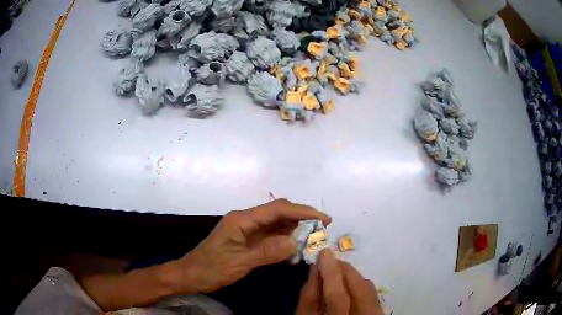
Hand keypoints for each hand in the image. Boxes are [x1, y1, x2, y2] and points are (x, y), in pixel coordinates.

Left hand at [170, 199, 330, 293]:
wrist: (192, 275)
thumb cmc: (212, 268)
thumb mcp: (240, 262)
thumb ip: (268, 251)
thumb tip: (297, 241)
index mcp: (242, 219)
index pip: (278, 209)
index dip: (303, 211)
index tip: (324, 219)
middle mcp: (246, 220)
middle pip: (279, 213)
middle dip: (302, 219)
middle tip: (322, 230)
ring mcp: (246, 230)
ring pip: (276, 225)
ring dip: (294, 231)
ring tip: (312, 240)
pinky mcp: (247, 239)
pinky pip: (270, 236)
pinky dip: (284, 241)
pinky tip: (293, 250)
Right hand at [296, 249, 383, 314]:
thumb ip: (309, 298)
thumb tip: (315, 270)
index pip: (333, 297)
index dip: (329, 274)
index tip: (323, 254)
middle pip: (356, 292)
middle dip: (343, 271)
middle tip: (330, 258)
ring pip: (368, 291)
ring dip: (353, 276)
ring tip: (339, 270)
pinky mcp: (378, 314)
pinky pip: (373, 295)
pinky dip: (362, 285)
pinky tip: (352, 284)